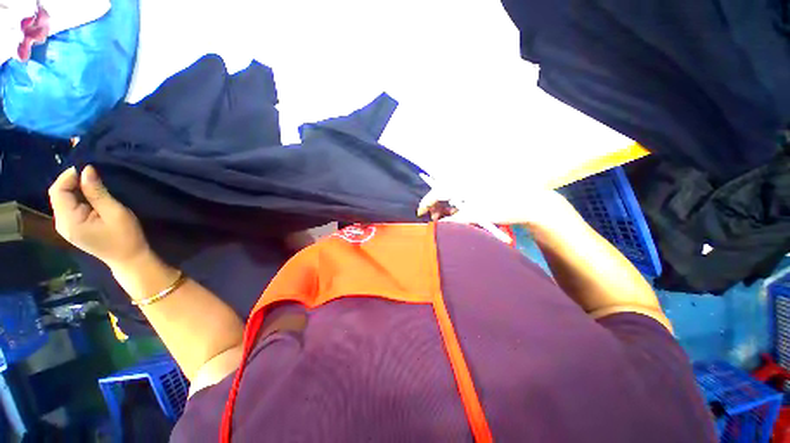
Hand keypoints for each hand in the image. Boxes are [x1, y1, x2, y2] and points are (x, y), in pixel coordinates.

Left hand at [49, 166, 149, 268]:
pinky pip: (69, 207)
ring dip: (76, 190)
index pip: (58, 191)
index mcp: (69, 221)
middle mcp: (62, 223)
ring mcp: (66, 227)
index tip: (88, 169)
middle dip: (73, 182)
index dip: (69, 176)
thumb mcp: (115, 212)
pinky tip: (92, 198)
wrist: (130, 259)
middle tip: (94, 177)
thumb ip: (98, 192)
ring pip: (63, 200)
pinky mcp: (73, 228)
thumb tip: (86, 170)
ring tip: (95, 186)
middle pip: (58, 195)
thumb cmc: (125, 236)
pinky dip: (78, 198)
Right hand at [417, 179, 571, 226]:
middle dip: (436, 205)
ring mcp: (472, 182)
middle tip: (435, 219)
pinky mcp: (478, 186)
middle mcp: (465, 179)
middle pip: (442, 190)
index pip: (436, 191)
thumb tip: (439, 223)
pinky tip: (456, 211)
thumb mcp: (475, 215)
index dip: (426, 202)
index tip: (419, 213)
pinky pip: (460, 193)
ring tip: (446, 217)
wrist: (530, 202)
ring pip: (450, 192)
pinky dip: (455, 203)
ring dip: (445, 205)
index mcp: (463, 183)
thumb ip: (454, 219)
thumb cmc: (502, 208)